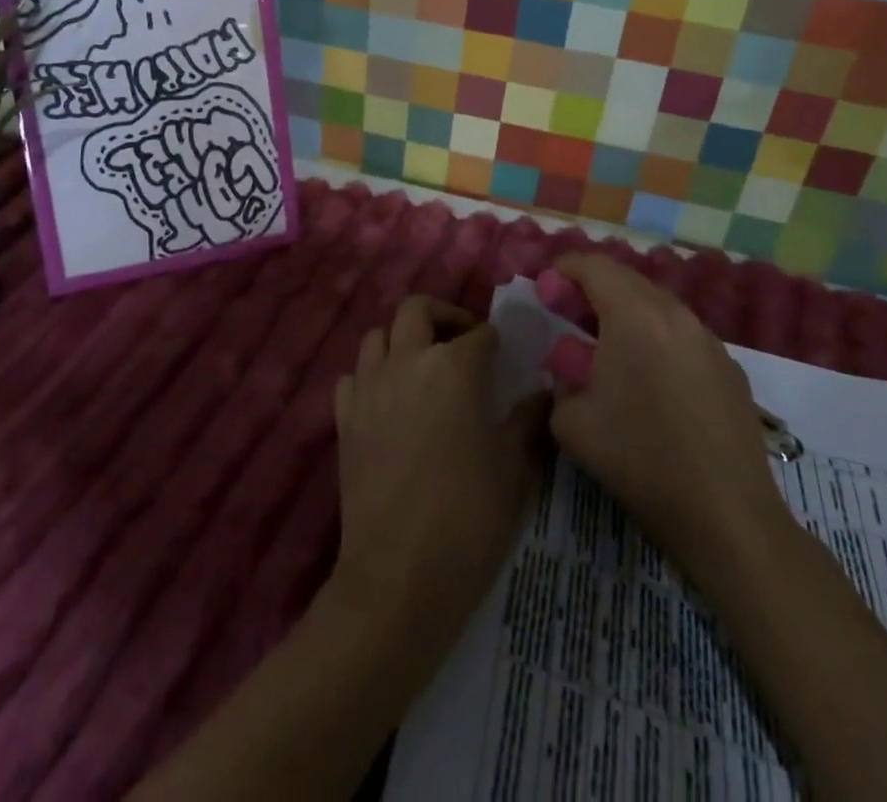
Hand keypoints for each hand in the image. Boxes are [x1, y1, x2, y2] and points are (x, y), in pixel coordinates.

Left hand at [331, 297, 546, 656]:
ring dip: (402, 340)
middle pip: (417, 310)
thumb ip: (530, 420)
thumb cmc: (469, 518)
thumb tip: (543, 391)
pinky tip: (388, 402)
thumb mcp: (515, 469)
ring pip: (377, 336)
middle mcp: (407, 362)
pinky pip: (353, 377)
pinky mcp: (344, 419)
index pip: (479, 333)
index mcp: (454, 367)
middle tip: (461, 343)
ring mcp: (369, 388)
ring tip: (422, 368)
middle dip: (443, 316)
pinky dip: (371, 376)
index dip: (495, 340)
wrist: (399, 577)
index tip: (505, 355)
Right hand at [543, 254, 789, 571]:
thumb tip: (570, 368)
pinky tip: (648, 379)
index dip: (563, 270)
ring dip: (625, 314)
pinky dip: (655, 338)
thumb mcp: (571, 421)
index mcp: (635, 314)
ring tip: (605, 348)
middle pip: (626, 280)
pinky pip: (681, 335)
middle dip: (592, 289)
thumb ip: (560, 378)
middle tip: (567, 315)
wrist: (726, 515)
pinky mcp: (729, 368)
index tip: (544, 290)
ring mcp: (708, 339)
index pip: (593, 265)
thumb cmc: (639, 458)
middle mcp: (675, 314)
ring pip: (657, 306)